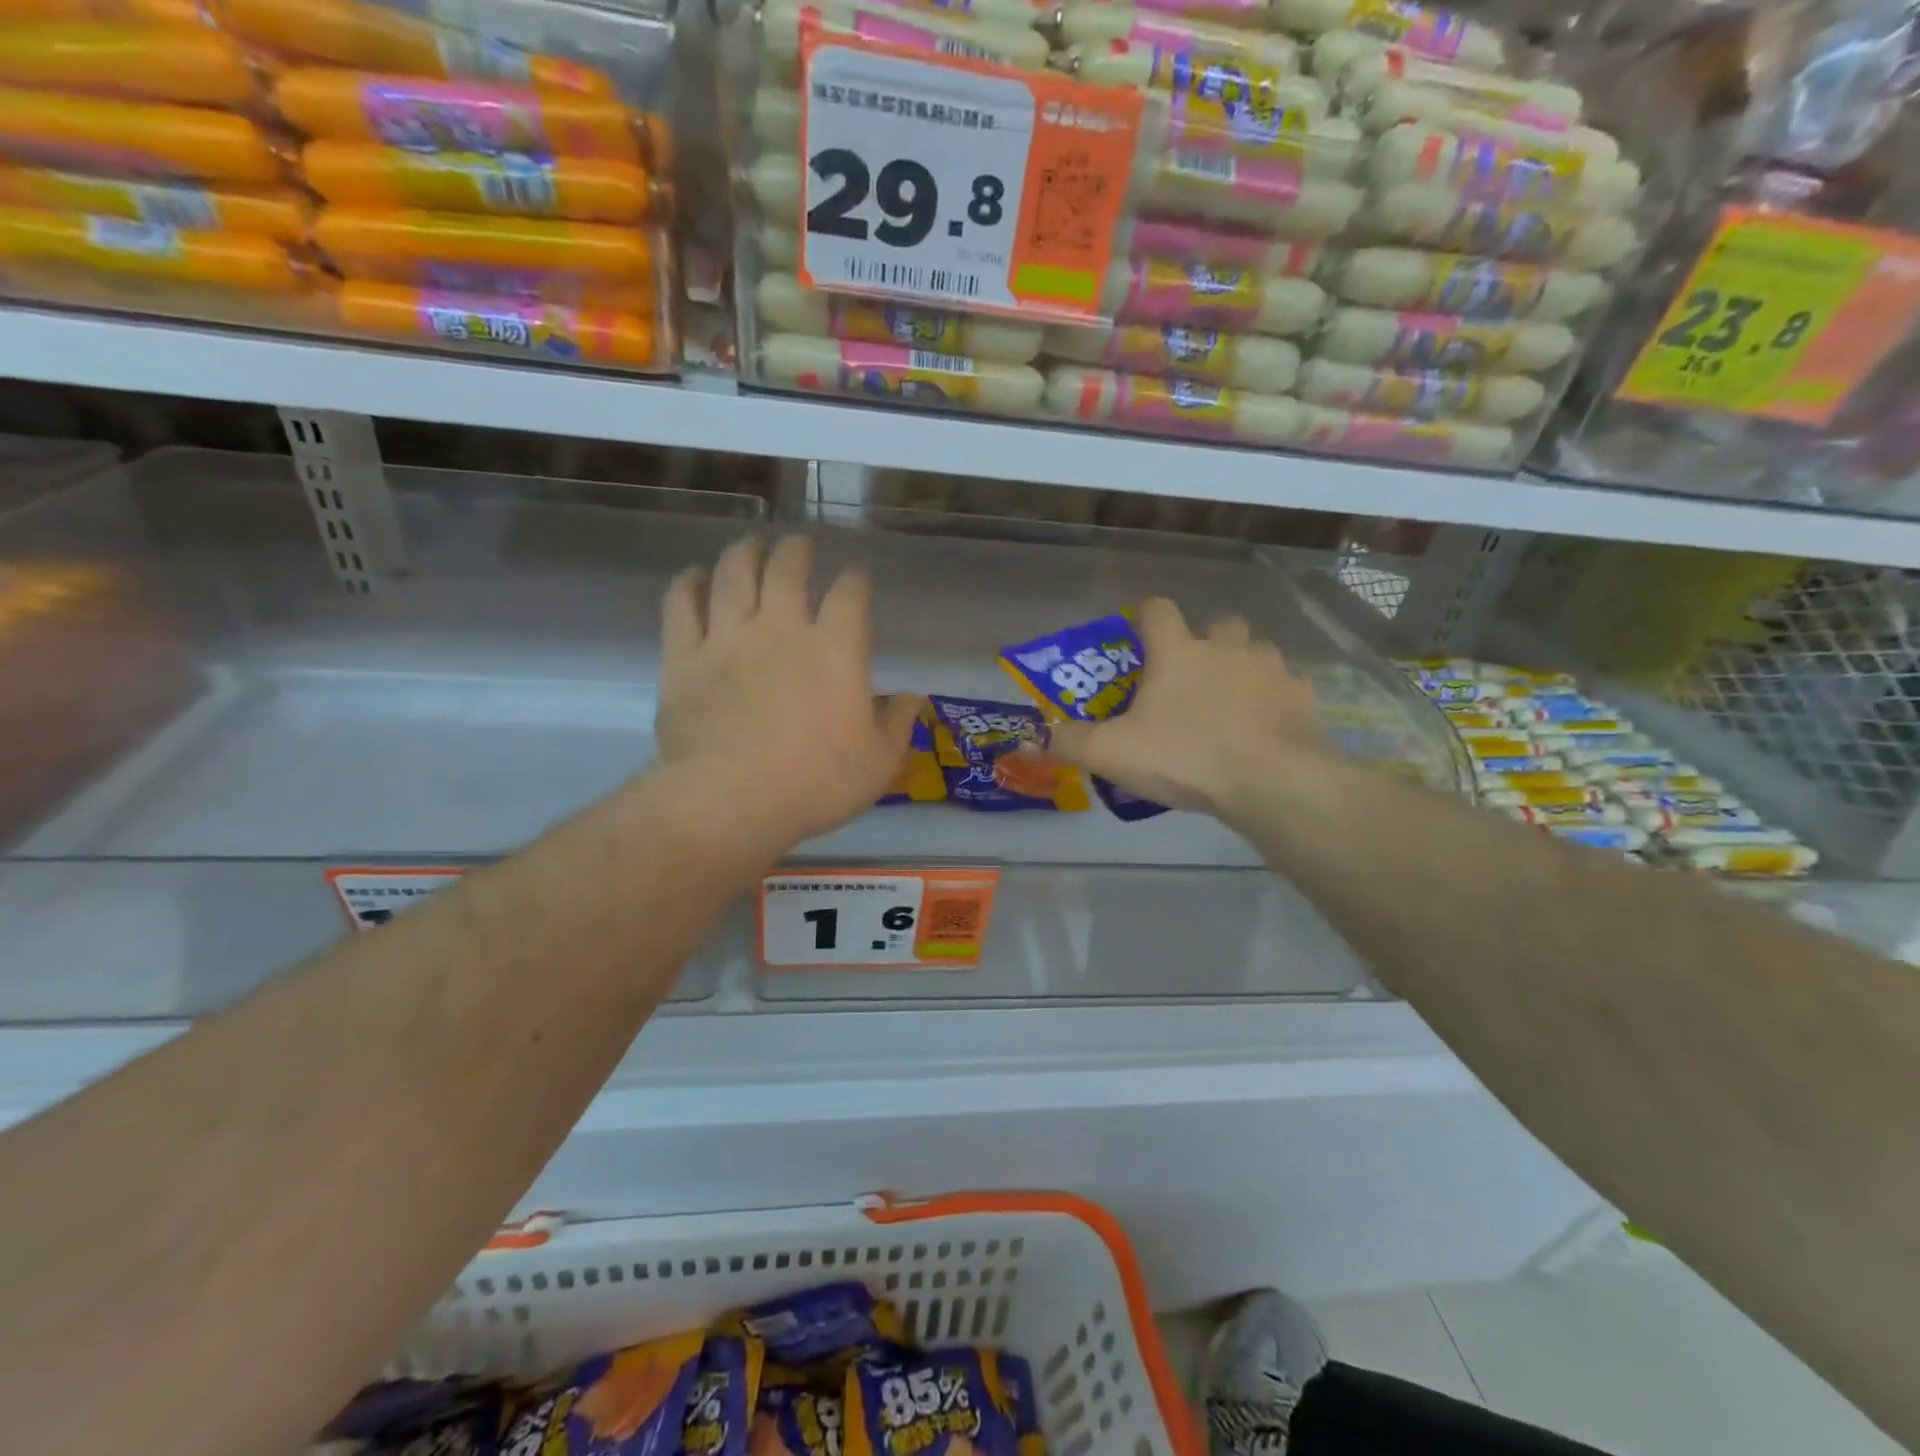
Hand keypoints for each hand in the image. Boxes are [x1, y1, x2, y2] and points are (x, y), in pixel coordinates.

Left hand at [654, 534, 921, 845]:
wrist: (732, 801)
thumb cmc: (817, 783)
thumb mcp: (879, 763)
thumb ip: (899, 724)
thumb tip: (913, 699)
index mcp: (836, 648)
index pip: (850, 594)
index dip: (856, 580)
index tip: (857, 580)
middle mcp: (781, 629)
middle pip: (787, 569)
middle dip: (797, 551)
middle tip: (799, 545)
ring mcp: (727, 639)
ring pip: (733, 575)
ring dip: (744, 553)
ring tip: (750, 544)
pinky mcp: (683, 658)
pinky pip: (681, 606)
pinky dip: (687, 585)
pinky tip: (693, 576)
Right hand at [1036, 597, 1320, 817]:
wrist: (1271, 781)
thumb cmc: (1185, 756)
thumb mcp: (1113, 754)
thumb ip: (1071, 742)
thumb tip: (1033, 738)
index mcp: (1178, 651)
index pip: (1158, 609)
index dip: (1145, 616)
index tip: (1140, 634)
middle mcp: (1226, 647)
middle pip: (1218, 625)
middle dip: (1205, 643)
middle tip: (1192, 678)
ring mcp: (1270, 669)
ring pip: (1255, 653)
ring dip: (1241, 669)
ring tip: (1230, 706)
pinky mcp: (1301, 696)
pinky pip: (1284, 687)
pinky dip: (1272, 701)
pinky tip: (1263, 729)